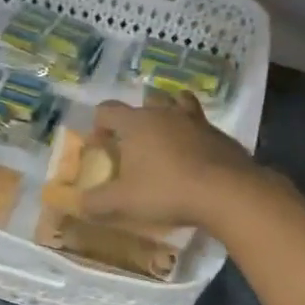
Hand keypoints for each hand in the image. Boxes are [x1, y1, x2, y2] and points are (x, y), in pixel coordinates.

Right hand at [79, 90, 261, 231]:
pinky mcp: (219, 134)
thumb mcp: (124, 202)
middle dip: (137, 117)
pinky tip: (195, 156)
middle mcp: (165, 113)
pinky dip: (194, 134)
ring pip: (178, 103)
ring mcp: (196, 120)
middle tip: (135, 143)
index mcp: (136, 123)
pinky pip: (201, 125)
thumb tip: (78, 203)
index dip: (99, 125)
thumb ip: (97, 202)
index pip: (107, 110)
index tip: (100, 145)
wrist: (226, 192)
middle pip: (146, 100)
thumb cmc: (167, 191)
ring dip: (169, 114)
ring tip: (166, 138)